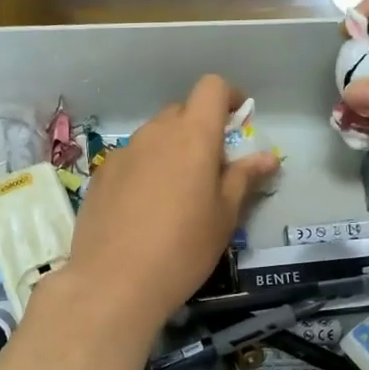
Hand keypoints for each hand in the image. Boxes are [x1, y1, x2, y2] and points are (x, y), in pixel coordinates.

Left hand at [61, 75, 278, 331]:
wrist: (114, 282)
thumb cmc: (183, 248)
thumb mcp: (224, 216)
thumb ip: (244, 178)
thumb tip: (268, 156)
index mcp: (192, 135)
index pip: (210, 88)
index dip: (228, 97)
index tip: (238, 122)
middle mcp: (154, 133)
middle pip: (181, 111)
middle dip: (200, 129)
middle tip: (211, 170)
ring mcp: (122, 153)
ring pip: (154, 137)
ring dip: (171, 151)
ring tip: (176, 195)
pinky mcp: (100, 176)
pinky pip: (131, 160)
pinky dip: (145, 170)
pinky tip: (144, 209)